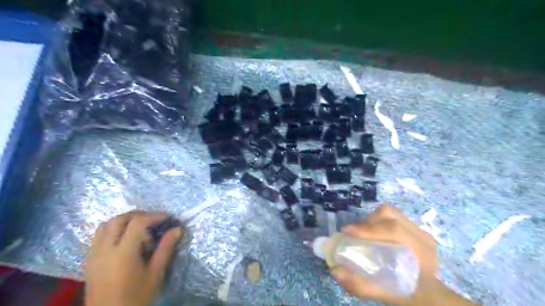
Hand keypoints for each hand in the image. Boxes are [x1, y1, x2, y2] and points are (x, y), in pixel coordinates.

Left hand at [85, 211, 181, 305]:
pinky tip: (125, 239)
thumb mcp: (155, 274)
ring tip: (139, 228)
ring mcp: (93, 255)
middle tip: (153, 220)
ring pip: (105, 225)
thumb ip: (166, 248)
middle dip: (138, 215)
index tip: (167, 217)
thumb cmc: (136, 297)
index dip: (154, 216)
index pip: (137, 223)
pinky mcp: (89, 260)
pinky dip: (113, 229)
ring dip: (124, 220)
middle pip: (118, 220)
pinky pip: (99, 236)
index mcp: (123, 254)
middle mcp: (104, 250)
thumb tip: (177, 229)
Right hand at [332, 205, 472, 305]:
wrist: (430, 294)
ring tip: (363, 233)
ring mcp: (418, 229)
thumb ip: (361, 286)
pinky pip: (392, 216)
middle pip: (390, 215)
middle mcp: (421, 236)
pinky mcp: (413, 228)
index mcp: (420, 252)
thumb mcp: (386, 296)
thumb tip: (335, 270)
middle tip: (353, 234)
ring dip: (372, 219)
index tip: (347, 232)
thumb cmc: (410, 294)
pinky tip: (374, 234)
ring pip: (390, 212)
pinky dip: (378, 221)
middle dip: (367, 222)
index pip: (394, 230)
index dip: (368, 228)